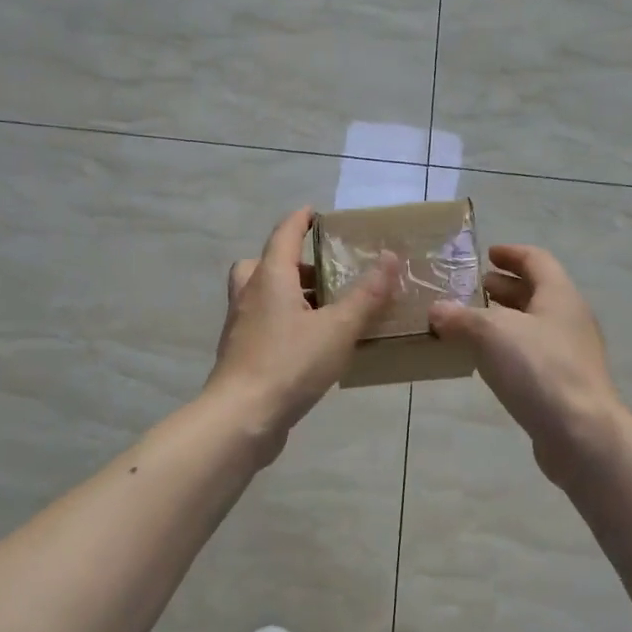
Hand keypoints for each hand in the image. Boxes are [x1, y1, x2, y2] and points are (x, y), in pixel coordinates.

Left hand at [205, 207, 395, 463]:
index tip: (315, 213)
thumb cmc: (290, 363)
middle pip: (265, 264)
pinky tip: (311, 344)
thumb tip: (390, 256)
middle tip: (323, 274)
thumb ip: (366, 294)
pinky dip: (284, 322)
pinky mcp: (241, 354)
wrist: (242, 417)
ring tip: (325, 311)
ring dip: (288, 294)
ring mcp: (241, 326)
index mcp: (270, 277)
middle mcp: (249, 294)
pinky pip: (263, 324)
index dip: (300, 220)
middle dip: (293, 263)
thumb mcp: (338, 328)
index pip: (284, 234)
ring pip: (262, 296)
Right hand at [430, 245, 626, 481]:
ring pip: (534, 325)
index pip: (536, 260)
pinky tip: (486, 361)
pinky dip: (509, 347)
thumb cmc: (539, 369)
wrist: (581, 434)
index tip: (487, 254)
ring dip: (505, 319)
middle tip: (474, 288)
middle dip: (505, 287)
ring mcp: (570, 354)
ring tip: (472, 323)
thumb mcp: (491, 334)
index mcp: (559, 295)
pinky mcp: (564, 384)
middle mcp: (569, 319)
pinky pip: (532, 354)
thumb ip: (461, 317)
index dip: (511, 254)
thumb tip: (437, 310)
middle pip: (537, 292)